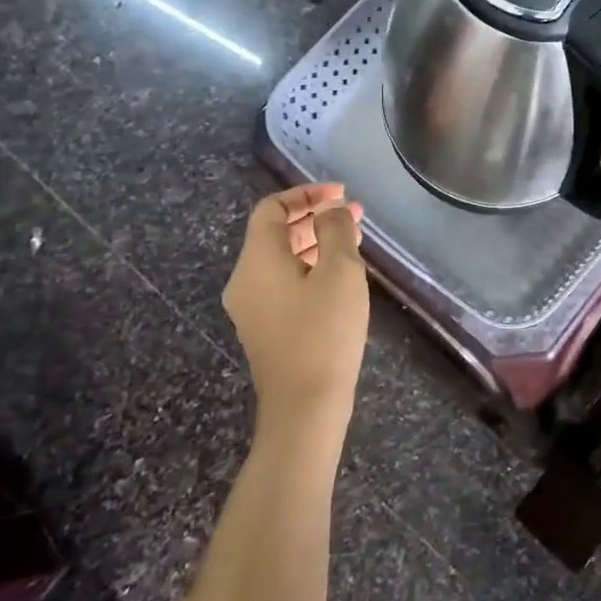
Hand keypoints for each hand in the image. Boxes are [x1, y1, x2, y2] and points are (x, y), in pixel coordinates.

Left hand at [223, 183, 369, 421]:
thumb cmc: (324, 332)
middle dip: (314, 217)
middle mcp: (245, 280)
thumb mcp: (340, 272)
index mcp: (257, 261)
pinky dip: (310, 268)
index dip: (306, 194)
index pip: (271, 209)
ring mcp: (253, 308)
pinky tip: (340, 277)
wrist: (305, 407)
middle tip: (354, 215)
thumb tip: (331, 212)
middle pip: (274, 233)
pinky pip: (284, 283)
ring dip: (315, 243)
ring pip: (281, 259)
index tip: (342, 194)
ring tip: (354, 241)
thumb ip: (335, 231)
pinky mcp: (266, 329)